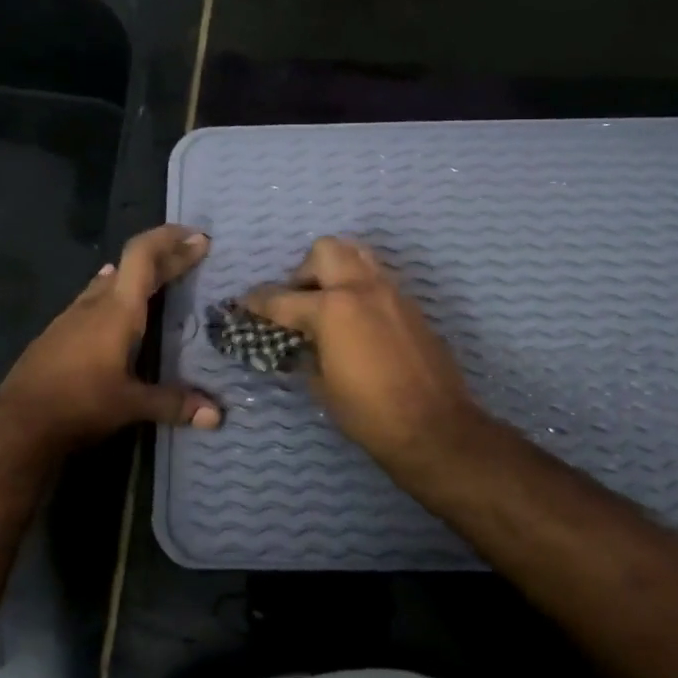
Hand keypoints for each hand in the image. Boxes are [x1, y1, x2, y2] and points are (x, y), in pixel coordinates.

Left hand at [0, 225, 221, 455]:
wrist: (16, 422)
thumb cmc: (79, 404)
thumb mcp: (131, 405)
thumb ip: (174, 404)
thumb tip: (217, 416)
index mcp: (117, 311)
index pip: (143, 256)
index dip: (170, 241)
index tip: (198, 238)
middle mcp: (94, 304)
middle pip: (131, 265)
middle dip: (165, 256)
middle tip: (193, 252)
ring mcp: (71, 317)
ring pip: (109, 281)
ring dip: (137, 274)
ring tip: (161, 276)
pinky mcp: (58, 333)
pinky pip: (93, 299)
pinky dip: (114, 292)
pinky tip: (115, 306)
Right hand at [246, 237, 486, 473]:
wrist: (434, 426)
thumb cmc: (368, 413)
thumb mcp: (321, 385)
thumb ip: (306, 352)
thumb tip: (300, 342)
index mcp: (332, 309)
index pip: (282, 298)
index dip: (257, 302)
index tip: (244, 304)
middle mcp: (362, 288)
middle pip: (325, 251)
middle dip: (304, 271)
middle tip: (299, 302)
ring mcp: (392, 293)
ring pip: (358, 255)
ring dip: (336, 271)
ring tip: (328, 304)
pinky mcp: (411, 306)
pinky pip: (379, 280)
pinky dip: (360, 289)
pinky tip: (356, 322)